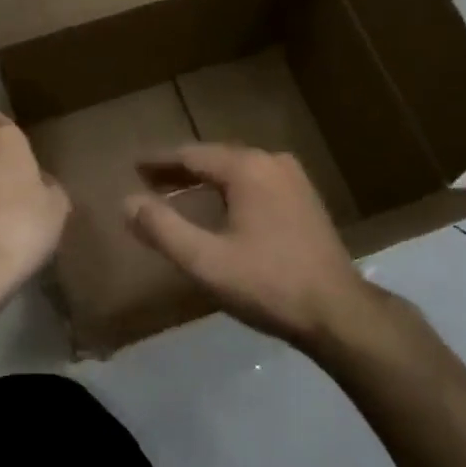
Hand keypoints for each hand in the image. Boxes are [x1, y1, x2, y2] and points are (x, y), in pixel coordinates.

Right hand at [124, 143, 377, 354]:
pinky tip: (218, 206)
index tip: (133, 166)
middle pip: (215, 158)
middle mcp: (272, 162)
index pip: (191, 155)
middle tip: (148, 179)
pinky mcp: (305, 199)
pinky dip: (229, 189)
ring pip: (237, 170)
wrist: (337, 312)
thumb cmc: (267, 284)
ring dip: (205, 179)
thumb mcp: (205, 260)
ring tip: (176, 192)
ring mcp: (294, 179)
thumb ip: (162, 228)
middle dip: (180, 169)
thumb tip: (127, 202)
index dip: (159, 161)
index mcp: (247, 168)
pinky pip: (256, 182)